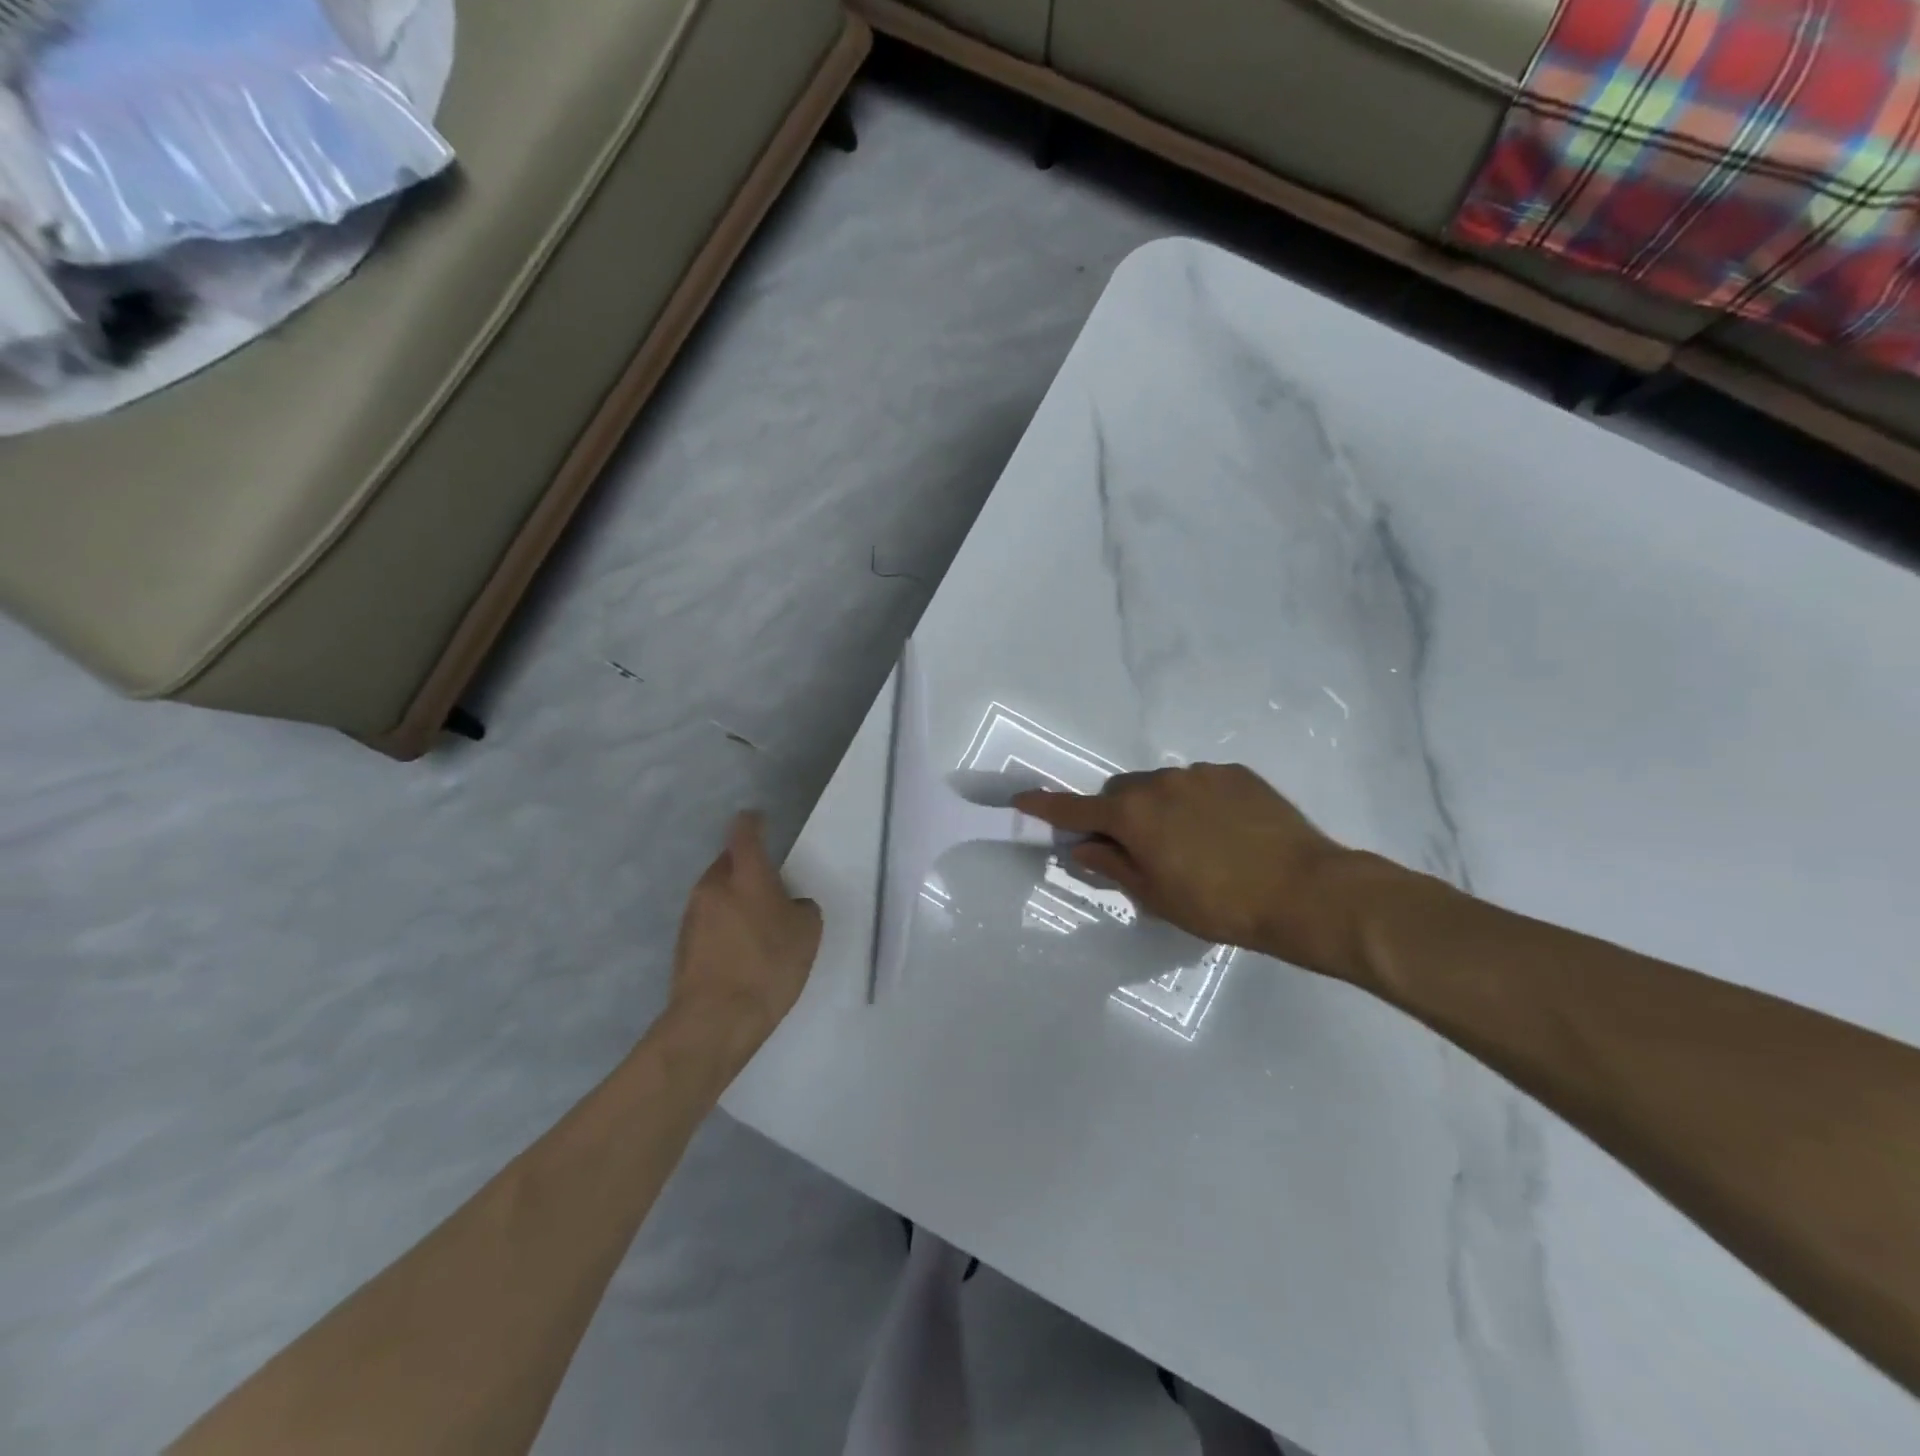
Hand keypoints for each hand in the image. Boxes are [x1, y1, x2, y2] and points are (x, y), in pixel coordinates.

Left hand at [669, 812, 822, 1050]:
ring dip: (733, 900)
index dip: (753, 823)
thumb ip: (800, 907)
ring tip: (756, 925)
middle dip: (745, 868)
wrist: (714, 1021)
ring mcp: (692, 915)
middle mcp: (713, 887)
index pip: (745, 833)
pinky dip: (722, 926)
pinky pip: (708, 922)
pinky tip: (739, 952)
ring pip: (716, 894)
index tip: (759, 820)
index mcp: (746, 875)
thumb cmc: (768, 966)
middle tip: (769, 887)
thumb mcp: (807, 933)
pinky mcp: (682, 944)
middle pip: (728, 864)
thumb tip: (788, 905)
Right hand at [1015, 764, 1379, 975]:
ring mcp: (1200, 774)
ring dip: (1159, 808)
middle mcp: (1160, 783)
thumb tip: (1082, 847)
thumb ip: (1113, 866)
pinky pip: (1198, 783)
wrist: (1305, 891)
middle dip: (1118, 814)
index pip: (1076, 809)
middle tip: (1137, 849)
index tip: (1021, 801)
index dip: (1046, 807)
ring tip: (1192, 843)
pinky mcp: (1235, 773)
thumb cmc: (1220, 905)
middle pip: (1120, 792)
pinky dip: (1195, 802)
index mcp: (1133, 815)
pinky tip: (1223, 832)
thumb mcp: (1156, 896)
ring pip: (1161, 786)